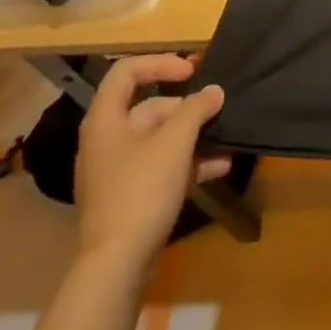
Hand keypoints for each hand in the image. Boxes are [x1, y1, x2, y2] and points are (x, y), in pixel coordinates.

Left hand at [75, 56, 229, 270]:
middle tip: (215, 110)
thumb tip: (214, 91)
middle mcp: (107, 139)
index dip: (160, 63)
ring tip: (224, 137)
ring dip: (192, 136)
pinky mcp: (130, 197)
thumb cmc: (141, 190)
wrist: (116, 266)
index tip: (192, 71)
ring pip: (159, 139)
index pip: (127, 71)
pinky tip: (219, 167)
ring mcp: (117, 170)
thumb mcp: (174, 142)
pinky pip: (161, 167)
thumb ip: (196, 109)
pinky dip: (187, 163)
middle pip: (149, 107)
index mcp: (106, 119)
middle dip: (186, 108)